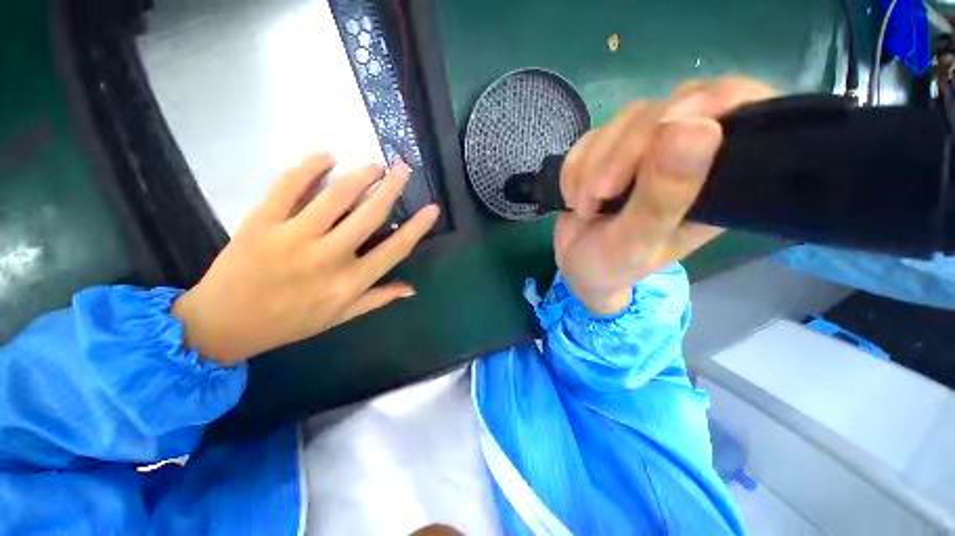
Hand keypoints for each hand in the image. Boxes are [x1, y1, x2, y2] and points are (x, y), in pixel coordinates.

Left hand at [172, 154, 439, 365]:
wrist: (224, 324)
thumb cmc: (290, 322)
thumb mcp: (340, 317)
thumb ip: (378, 299)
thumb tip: (411, 289)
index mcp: (350, 282)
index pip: (395, 249)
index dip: (417, 227)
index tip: (432, 208)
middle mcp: (328, 257)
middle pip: (369, 215)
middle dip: (391, 188)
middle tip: (403, 168)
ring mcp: (293, 237)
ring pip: (335, 195)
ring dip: (360, 174)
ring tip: (374, 164)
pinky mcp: (261, 222)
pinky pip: (288, 186)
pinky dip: (309, 166)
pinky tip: (327, 156)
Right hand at [556, 77, 775, 313]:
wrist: (577, 266)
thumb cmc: (613, 264)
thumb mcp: (637, 242)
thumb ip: (664, 196)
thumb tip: (695, 127)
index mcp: (716, 181)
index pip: (742, 109)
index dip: (711, 102)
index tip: (668, 127)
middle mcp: (688, 156)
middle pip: (670, 109)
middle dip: (624, 152)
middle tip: (600, 196)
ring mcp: (647, 149)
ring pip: (626, 119)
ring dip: (592, 166)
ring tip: (584, 207)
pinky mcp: (612, 149)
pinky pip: (592, 136)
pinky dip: (575, 168)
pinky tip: (573, 197)